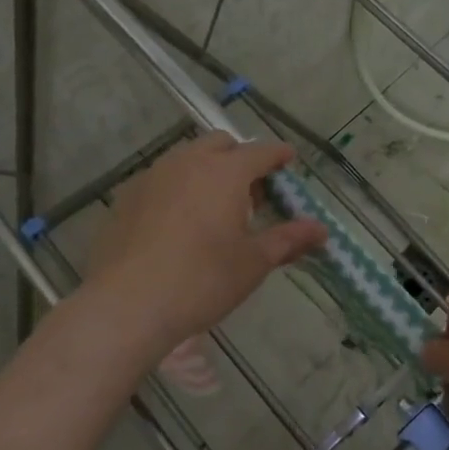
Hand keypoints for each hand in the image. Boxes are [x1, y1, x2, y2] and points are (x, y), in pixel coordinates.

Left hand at [85, 134, 325, 366]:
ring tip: (216, 206)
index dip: (278, 155)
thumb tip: (321, 230)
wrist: (127, 305)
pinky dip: (179, 187)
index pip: (261, 151)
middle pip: (222, 144)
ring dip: (208, 170)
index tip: (289, 161)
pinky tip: (179, 221)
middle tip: (253, 192)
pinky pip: (162, 178)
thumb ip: (288, 240)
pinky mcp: (127, 196)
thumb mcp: (253, 262)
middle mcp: (188, 162)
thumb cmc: (202, 281)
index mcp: (225, 172)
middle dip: (241, 158)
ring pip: (188, 158)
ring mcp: (153, 176)